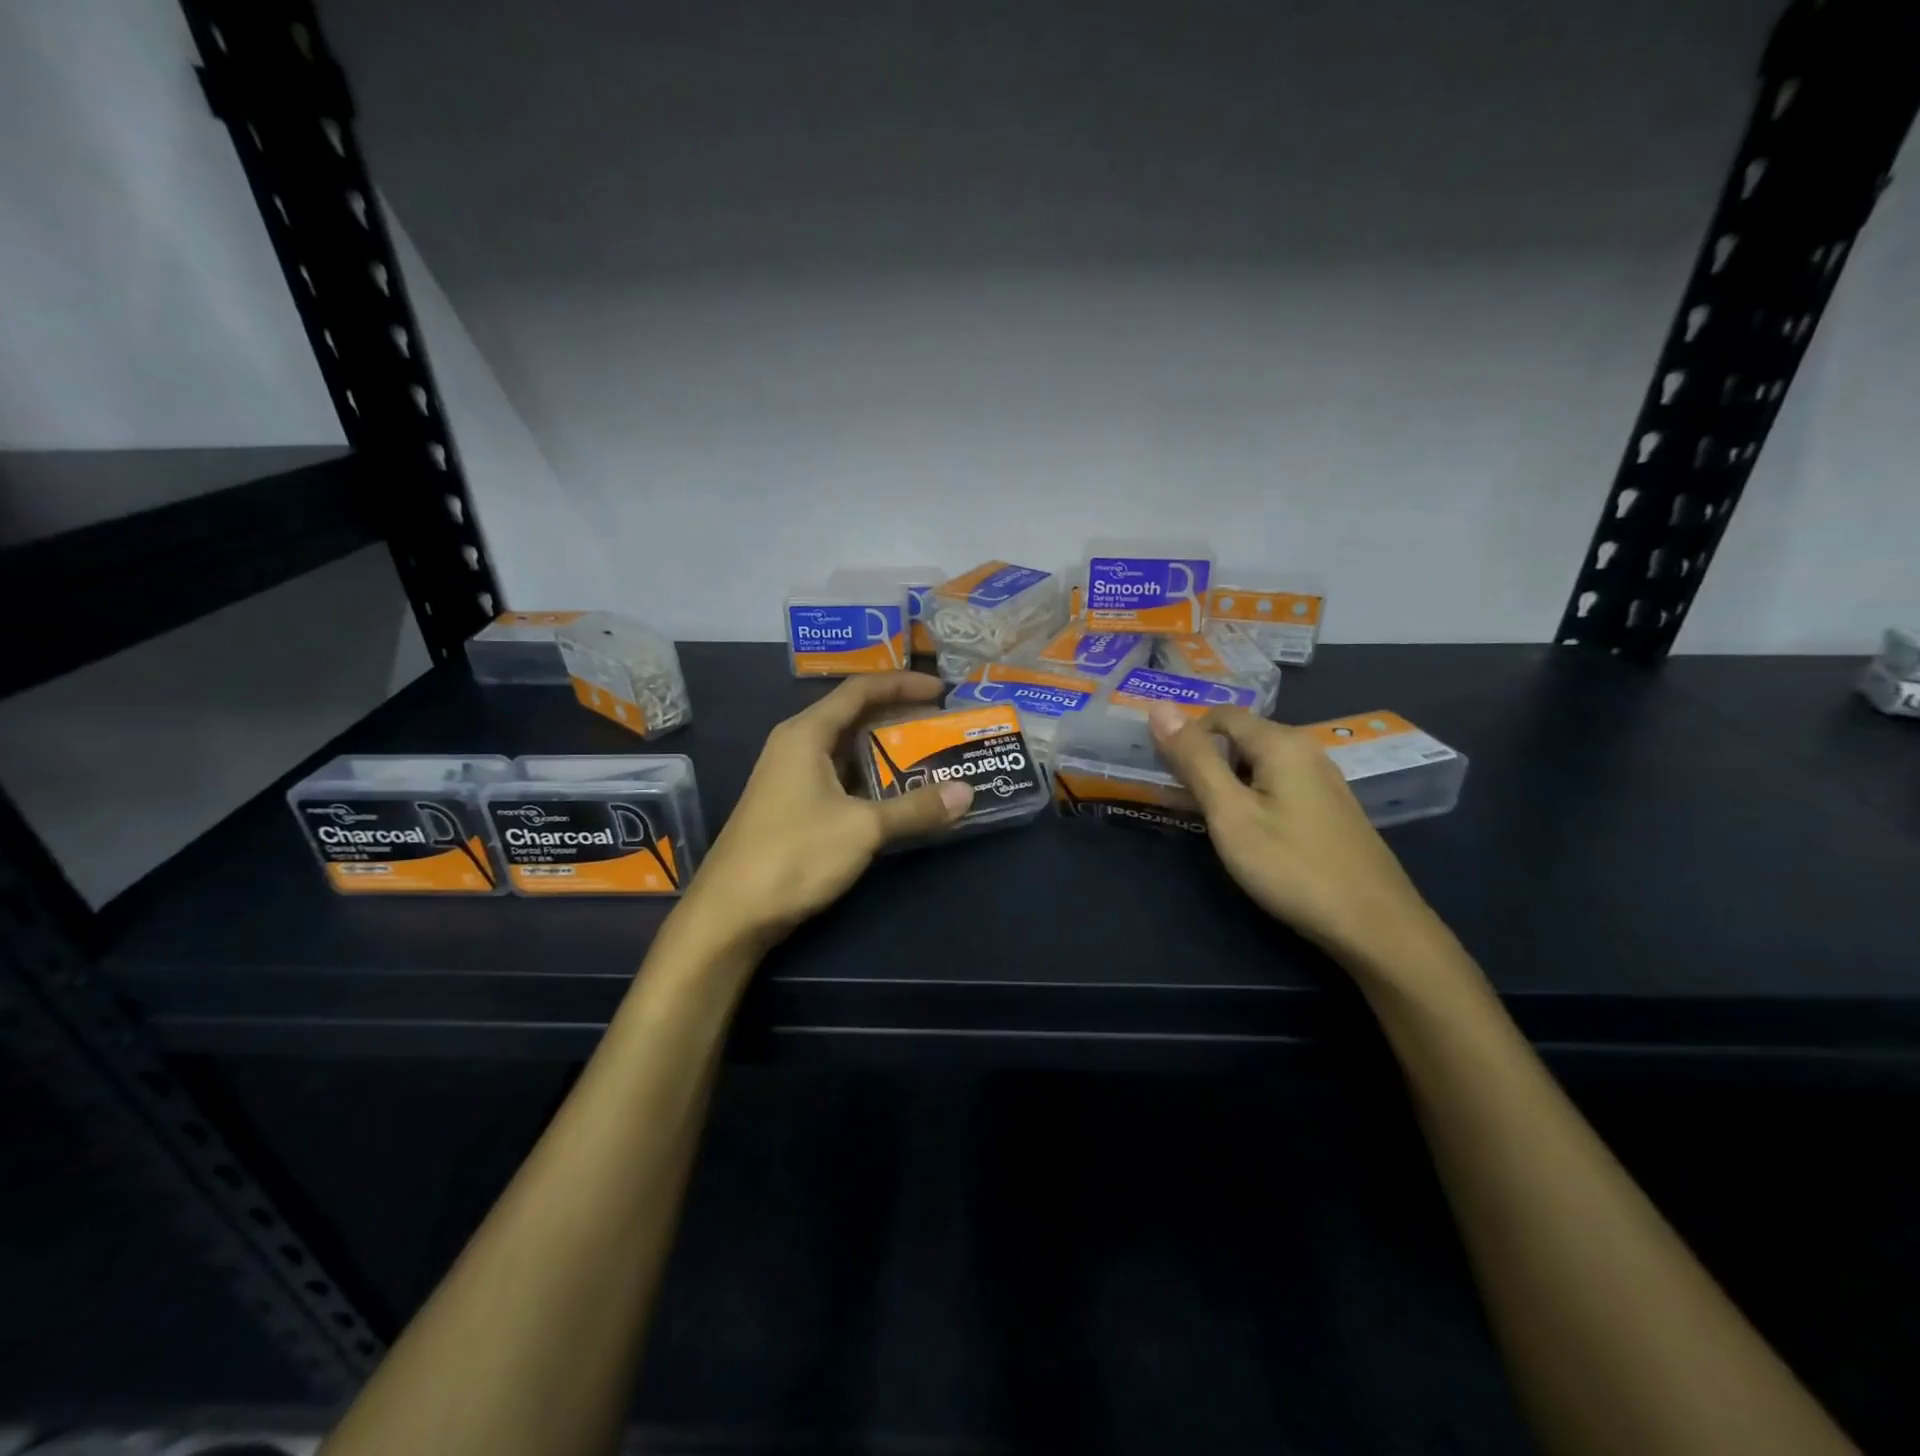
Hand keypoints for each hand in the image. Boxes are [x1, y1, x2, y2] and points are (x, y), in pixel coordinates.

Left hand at [677, 672, 972, 950]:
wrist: (731, 913)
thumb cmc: (794, 855)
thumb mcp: (862, 829)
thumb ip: (915, 809)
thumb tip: (965, 793)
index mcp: (806, 734)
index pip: (860, 690)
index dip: (902, 684)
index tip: (941, 690)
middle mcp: (796, 746)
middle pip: (853, 716)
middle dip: (898, 717)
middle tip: (941, 724)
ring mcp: (791, 778)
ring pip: (846, 751)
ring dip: (885, 751)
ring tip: (929, 756)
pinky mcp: (792, 807)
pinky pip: (839, 778)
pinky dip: (870, 779)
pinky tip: (896, 796)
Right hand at [1148, 704, 1440, 967]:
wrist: (1374, 925)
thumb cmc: (1291, 866)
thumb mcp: (1230, 813)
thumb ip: (1194, 760)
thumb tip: (1160, 707)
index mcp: (1282, 743)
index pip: (1221, 715)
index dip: (1186, 734)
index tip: (1161, 769)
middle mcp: (1306, 751)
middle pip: (1241, 738)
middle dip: (1204, 759)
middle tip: (1177, 798)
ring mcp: (1323, 781)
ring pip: (1259, 764)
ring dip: (1225, 781)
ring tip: (1203, 818)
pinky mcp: (1329, 809)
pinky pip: (1277, 786)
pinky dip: (1250, 797)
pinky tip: (1245, 833)